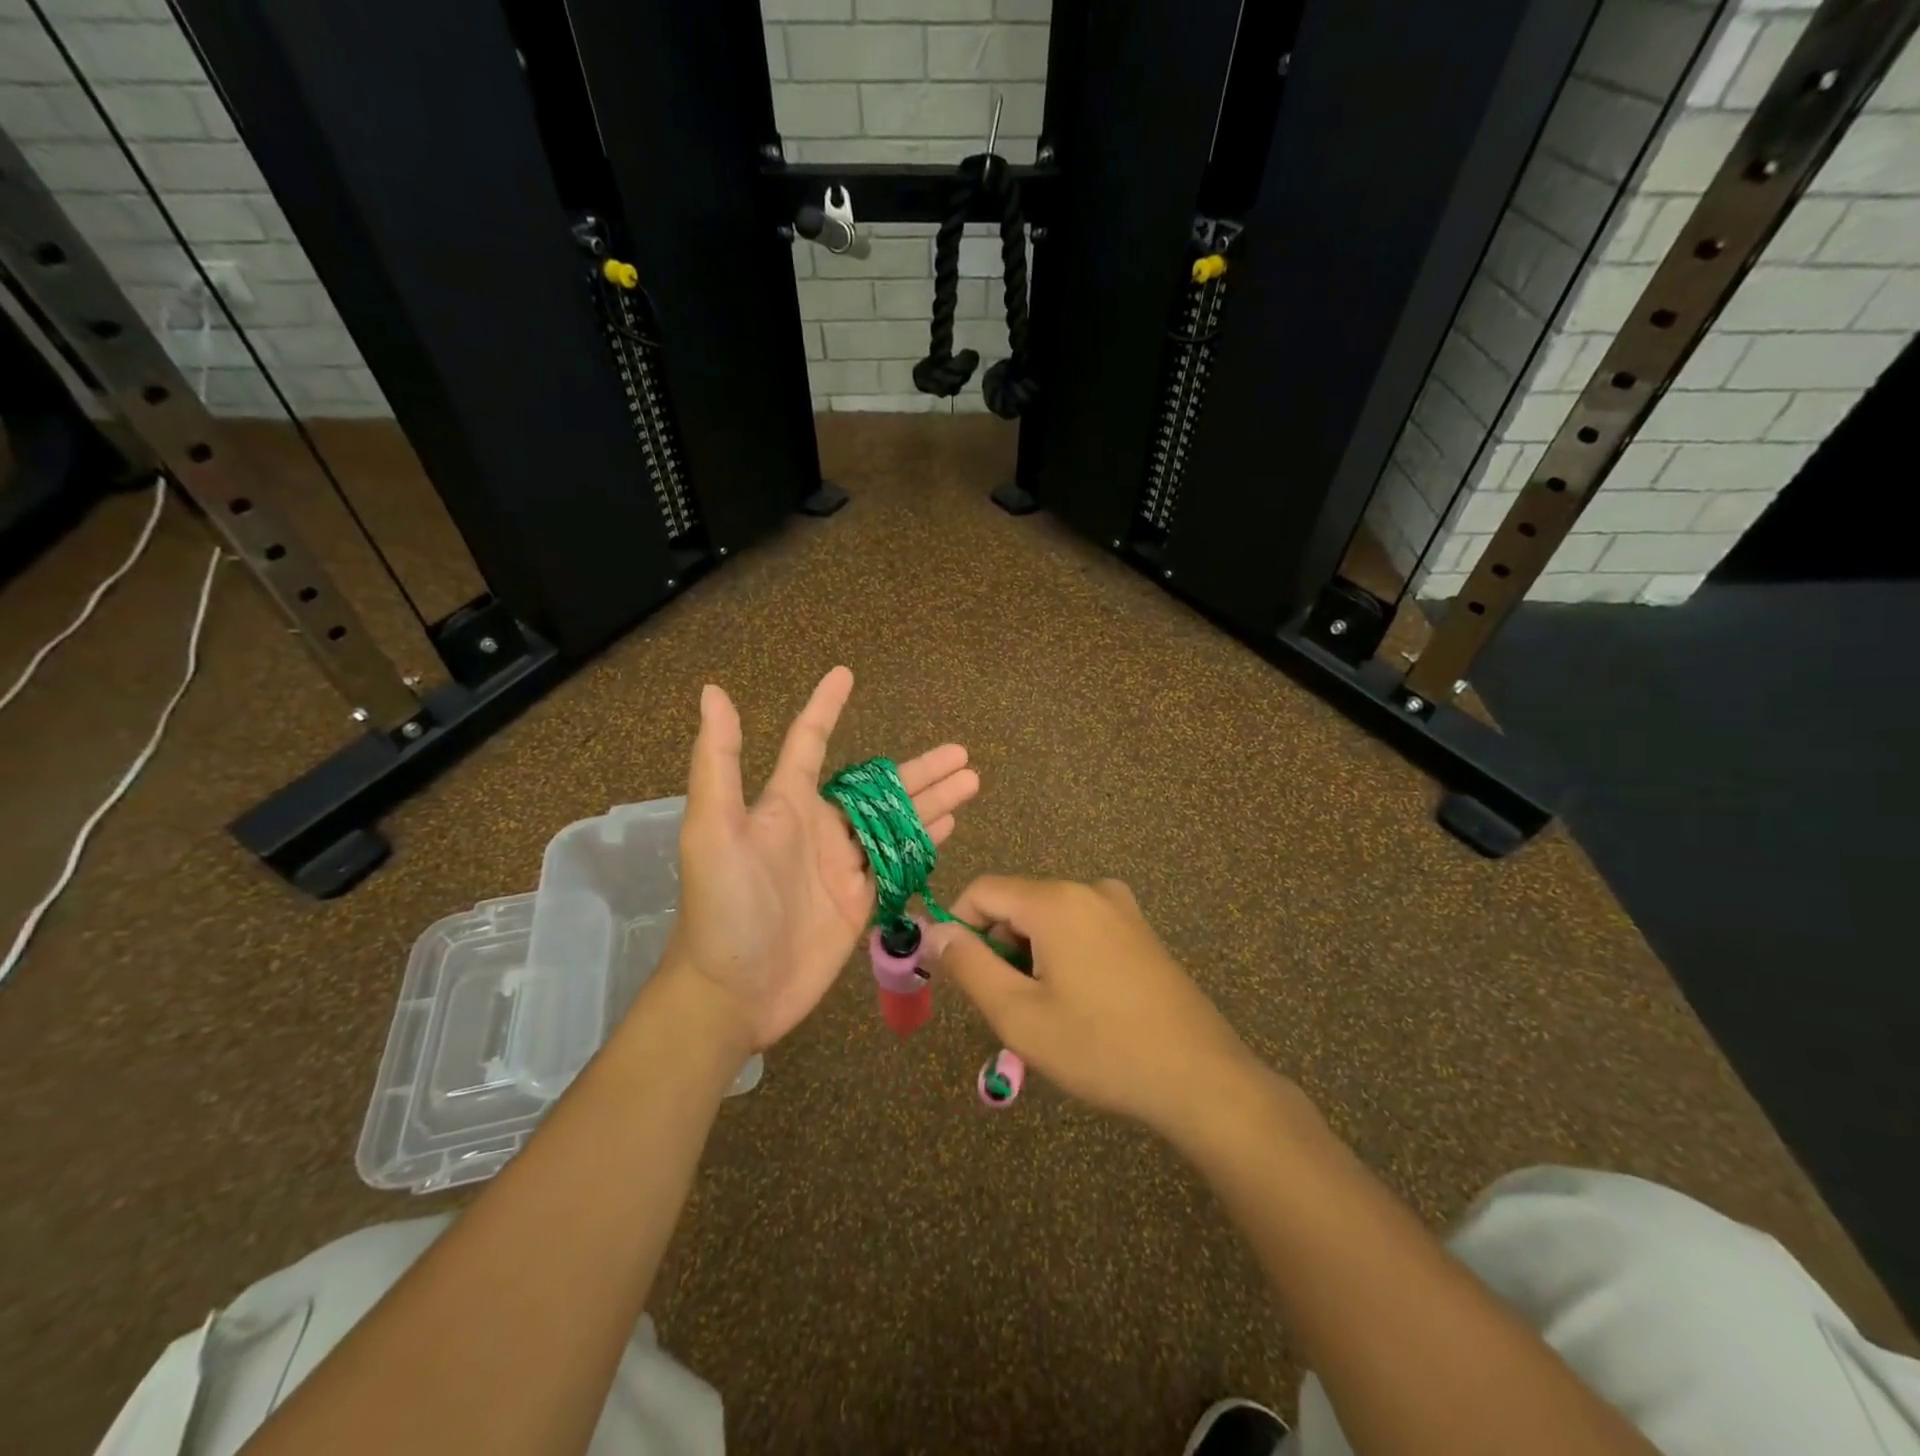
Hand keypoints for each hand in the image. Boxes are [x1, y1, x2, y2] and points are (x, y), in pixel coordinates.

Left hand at [668, 666, 979, 1050]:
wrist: (732, 992)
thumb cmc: (722, 907)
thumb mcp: (712, 829)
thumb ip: (719, 762)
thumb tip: (713, 692)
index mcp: (785, 804)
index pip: (811, 742)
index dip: (826, 707)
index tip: (846, 674)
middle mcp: (819, 828)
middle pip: (878, 786)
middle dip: (918, 768)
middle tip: (961, 752)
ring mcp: (843, 865)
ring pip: (896, 821)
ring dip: (932, 799)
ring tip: (971, 780)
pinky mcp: (859, 900)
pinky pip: (897, 860)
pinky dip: (924, 839)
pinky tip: (950, 823)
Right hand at [924, 876, 1264, 1139]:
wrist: (1200, 1078)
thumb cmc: (1101, 1047)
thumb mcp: (1019, 1015)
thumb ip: (968, 966)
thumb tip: (933, 931)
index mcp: (1056, 901)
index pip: (983, 890)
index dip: (958, 926)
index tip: (957, 975)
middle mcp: (1089, 890)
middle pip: (1017, 903)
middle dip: (998, 947)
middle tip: (1007, 1007)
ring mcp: (1121, 908)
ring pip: (1049, 919)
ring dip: (1031, 956)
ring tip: (1046, 1014)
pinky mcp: (1140, 931)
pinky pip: (1081, 928)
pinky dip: (1063, 956)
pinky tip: (1081, 1005)